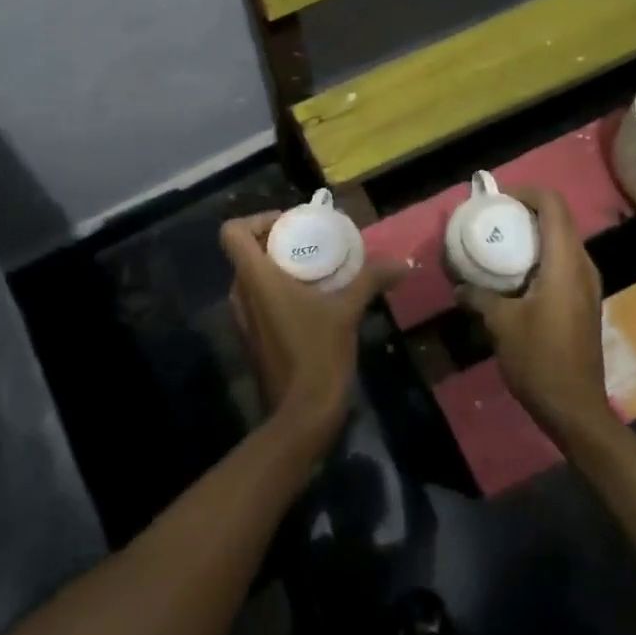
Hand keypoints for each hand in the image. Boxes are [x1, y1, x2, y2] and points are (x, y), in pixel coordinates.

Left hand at [219, 212, 406, 456]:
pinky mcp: (253, 337)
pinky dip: (280, 290)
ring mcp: (243, 318)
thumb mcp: (347, 310)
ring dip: (280, 267)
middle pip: (246, 251)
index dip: (256, 220)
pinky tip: (313, 300)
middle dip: (277, 242)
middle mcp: (240, 294)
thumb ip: (371, 279)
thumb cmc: (318, 352)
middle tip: (312, 243)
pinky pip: (259, 299)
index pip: (232, 232)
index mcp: (255, 278)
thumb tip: (403, 263)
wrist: (302, 414)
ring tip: (316, 269)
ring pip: (253, 276)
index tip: (291, 225)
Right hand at [457, 186, 611, 446]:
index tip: (497, 199)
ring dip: (531, 236)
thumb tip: (459, 285)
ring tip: (498, 244)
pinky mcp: (583, 302)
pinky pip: (561, 264)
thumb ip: (478, 296)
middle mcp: (582, 267)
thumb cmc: (539, 359)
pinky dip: (538, 257)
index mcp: (565, 263)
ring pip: (561, 242)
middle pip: (558, 220)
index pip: (553, 205)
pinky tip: (512, 276)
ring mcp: (587, 285)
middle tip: (491, 219)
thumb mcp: (500, 324)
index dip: (526, 192)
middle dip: (525, 212)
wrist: (575, 408)